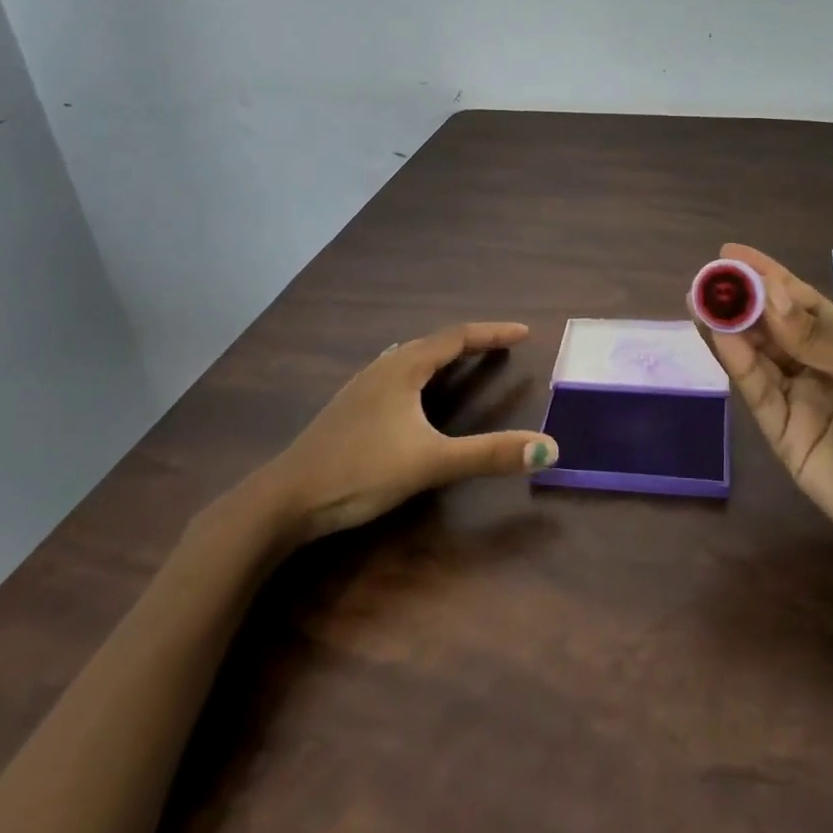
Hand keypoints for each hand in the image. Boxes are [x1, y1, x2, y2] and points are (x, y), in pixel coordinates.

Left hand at [234, 322, 557, 546]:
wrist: (283, 500)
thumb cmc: (359, 472)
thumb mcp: (430, 463)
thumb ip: (489, 454)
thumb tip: (549, 448)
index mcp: (403, 368)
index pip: (457, 337)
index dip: (492, 333)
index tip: (523, 332)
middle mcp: (382, 368)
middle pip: (433, 342)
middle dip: (470, 342)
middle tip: (501, 347)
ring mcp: (360, 388)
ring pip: (410, 357)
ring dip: (442, 354)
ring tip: (463, 359)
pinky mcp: (348, 409)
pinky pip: (394, 374)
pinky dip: (419, 371)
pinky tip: (411, 390)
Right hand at [692, 244, 832, 581]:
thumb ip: (819, 339)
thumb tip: (770, 296)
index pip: (801, 302)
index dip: (767, 277)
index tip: (730, 254)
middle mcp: (820, 370)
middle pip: (772, 329)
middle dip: (740, 301)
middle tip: (705, 278)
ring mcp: (802, 405)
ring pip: (758, 359)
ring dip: (729, 330)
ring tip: (700, 300)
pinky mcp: (786, 441)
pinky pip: (759, 396)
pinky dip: (738, 366)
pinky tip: (720, 337)